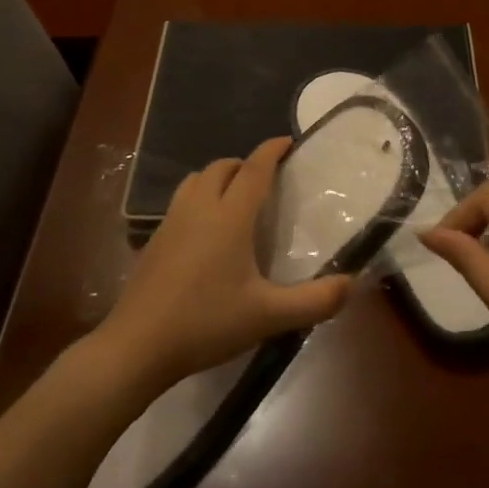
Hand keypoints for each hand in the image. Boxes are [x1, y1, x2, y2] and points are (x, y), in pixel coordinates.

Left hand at [96, 137, 352, 396]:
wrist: (137, 346)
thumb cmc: (206, 323)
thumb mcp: (268, 316)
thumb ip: (315, 300)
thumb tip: (351, 283)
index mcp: (229, 217)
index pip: (253, 169)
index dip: (271, 151)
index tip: (288, 142)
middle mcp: (199, 208)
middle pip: (221, 167)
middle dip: (245, 164)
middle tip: (266, 179)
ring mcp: (171, 222)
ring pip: (196, 180)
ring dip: (218, 178)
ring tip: (236, 198)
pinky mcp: (153, 240)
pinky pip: (181, 201)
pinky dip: (199, 198)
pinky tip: (206, 231)